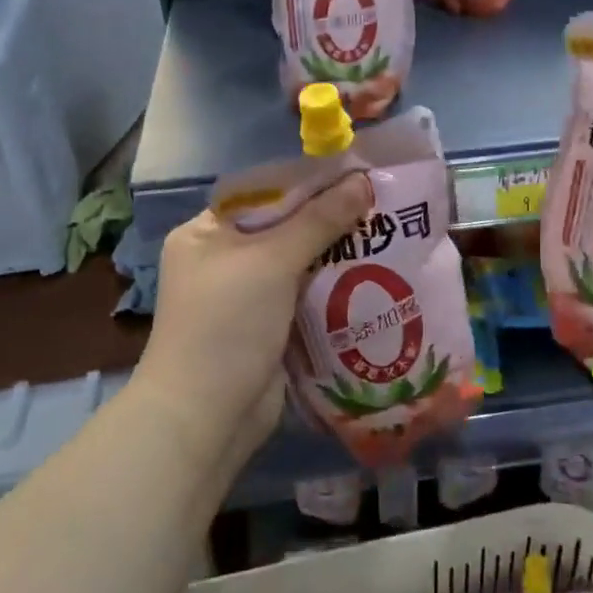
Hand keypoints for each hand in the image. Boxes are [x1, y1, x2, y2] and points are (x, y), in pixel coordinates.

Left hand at [132, 173, 373, 464]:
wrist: (206, 418)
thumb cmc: (227, 324)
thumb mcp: (272, 261)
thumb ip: (319, 220)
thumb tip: (362, 181)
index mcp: (206, 233)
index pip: (263, 194)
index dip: (309, 183)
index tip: (355, 175)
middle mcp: (223, 259)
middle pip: (284, 227)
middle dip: (329, 219)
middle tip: (379, 204)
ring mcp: (246, 296)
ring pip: (300, 262)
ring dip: (337, 254)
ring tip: (386, 234)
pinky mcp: (269, 327)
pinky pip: (306, 295)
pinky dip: (334, 287)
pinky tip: (374, 274)